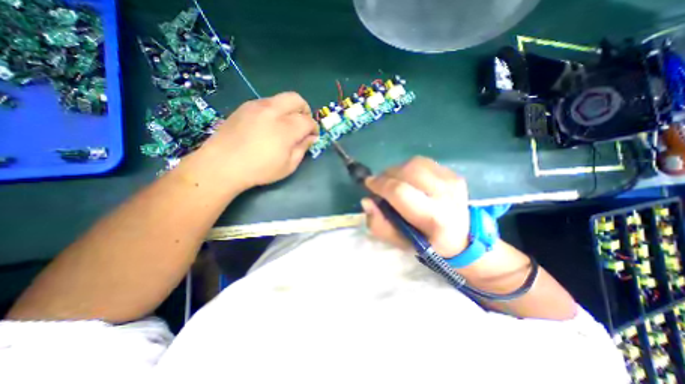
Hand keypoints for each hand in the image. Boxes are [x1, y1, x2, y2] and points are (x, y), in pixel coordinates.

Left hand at [194, 91, 320, 190]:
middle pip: (297, 99)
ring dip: (290, 109)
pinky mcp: (245, 106)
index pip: (308, 120)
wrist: (222, 165)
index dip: (314, 128)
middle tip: (303, 124)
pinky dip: (275, 110)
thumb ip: (302, 149)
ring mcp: (257, 106)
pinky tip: (269, 125)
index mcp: (285, 128)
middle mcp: (273, 111)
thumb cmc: (259, 170)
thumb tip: (311, 138)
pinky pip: (267, 102)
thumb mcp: (288, 166)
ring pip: (281, 98)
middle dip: (305, 110)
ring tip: (286, 125)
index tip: (313, 136)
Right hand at [361, 156, 467, 257]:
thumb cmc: (426, 243)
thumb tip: (367, 201)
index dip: (380, 184)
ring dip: (397, 170)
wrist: (461, 238)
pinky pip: (423, 162)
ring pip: (414, 163)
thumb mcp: (399, 241)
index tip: (369, 184)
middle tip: (381, 184)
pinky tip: (410, 180)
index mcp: (432, 217)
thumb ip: (379, 224)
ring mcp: (452, 181)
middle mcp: (445, 195)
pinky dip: (409, 168)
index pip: (399, 191)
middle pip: (407, 171)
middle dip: (387, 175)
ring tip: (395, 182)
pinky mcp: (453, 173)